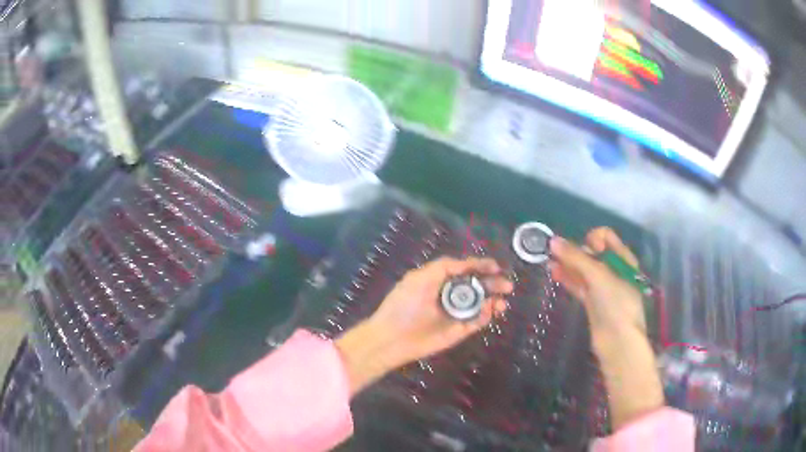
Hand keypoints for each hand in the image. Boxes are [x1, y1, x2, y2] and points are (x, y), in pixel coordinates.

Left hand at [336, 257, 510, 394]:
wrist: (392, 338)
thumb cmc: (404, 305)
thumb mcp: (421, 278)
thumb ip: (444, 267)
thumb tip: (467, 263)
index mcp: (440, 281)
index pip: (465, 270)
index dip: (481, 266)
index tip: (496, 266)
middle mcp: (450, 296)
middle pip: (477, 287)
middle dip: (493, 284)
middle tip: (508, 285)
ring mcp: (454, 315)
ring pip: (480, 305)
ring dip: (493, 301)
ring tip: (503, 301)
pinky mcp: (457, 332)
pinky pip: (476, 322)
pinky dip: (486, 316)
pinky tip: (491, 310)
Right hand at [548, 227, 663, 429]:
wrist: (618, 342)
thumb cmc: (615, 303)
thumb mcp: (598, 275)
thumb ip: (576, 257)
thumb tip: (553, 241)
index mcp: (623, 258)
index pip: (606, 237)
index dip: (592, 238)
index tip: (581, 247)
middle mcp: (614, 270)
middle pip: (593, 252)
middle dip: (575, 250)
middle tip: (556, 252)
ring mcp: (603, 287)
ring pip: (584, 270)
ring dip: (568, 264)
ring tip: (549, 261)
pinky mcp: (593, 302)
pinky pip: (579, 285)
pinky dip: (568, 278)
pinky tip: (554, 273)